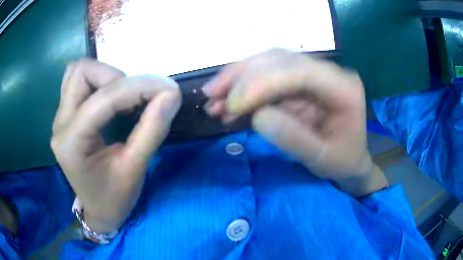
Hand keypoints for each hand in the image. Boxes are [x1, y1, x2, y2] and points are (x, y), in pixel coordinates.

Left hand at [51, 59, 180, 231]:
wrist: (98, 210)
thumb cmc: (114, 199)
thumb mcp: (135, 170)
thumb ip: (152, 129)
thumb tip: (171, 94)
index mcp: (72, 142)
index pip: (104, 98)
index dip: (139, 87)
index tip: (168, 89)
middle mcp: (60, 124)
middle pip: (83, 73)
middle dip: (116, 78)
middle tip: (136, 100)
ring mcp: (60, 117)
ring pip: (79, 72)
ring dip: (106, 76)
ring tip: (124, 98)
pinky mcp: (65, 115)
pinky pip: (77, 81)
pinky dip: (98, 80)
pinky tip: (111, 98)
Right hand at [203, 49, 386, 196]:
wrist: (350, 160)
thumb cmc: (342, 162)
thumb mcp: (322, 159)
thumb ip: (293, 138)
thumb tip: (258, 115)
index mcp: (344, 88)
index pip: (299, 71)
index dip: (262, 82)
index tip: (233, 103)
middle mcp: (329, 72)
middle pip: (280, 60)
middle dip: (242, 76)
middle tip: (211, 94)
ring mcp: (312, 74)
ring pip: (268, 64)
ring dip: (237, 79)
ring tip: (213, 99)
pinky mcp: (299, 82)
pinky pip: (266, 78)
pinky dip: (243, 90)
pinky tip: (227, 105)